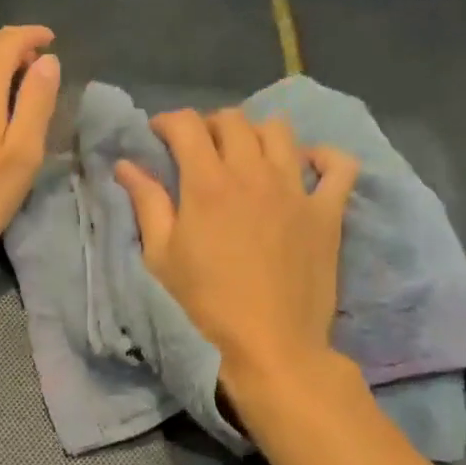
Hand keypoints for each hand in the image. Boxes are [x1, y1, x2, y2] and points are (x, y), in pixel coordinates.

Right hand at [115, 110, 358, 389]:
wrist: (270, 345)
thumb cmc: (205, 304)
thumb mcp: (161, 256)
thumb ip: (146, 203)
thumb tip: (126, 164)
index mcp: (207, 183)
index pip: (186, 125)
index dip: (167, 121)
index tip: (158, 135)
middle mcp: (253, 173)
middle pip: (233, 120)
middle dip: (209, 125)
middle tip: (199, 150)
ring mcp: (296, 189)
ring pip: (280, 131)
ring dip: (256, 134)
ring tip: (246, 157)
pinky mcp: (327, 211)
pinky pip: (339, 165)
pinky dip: (323, 157)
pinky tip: (306, 166)